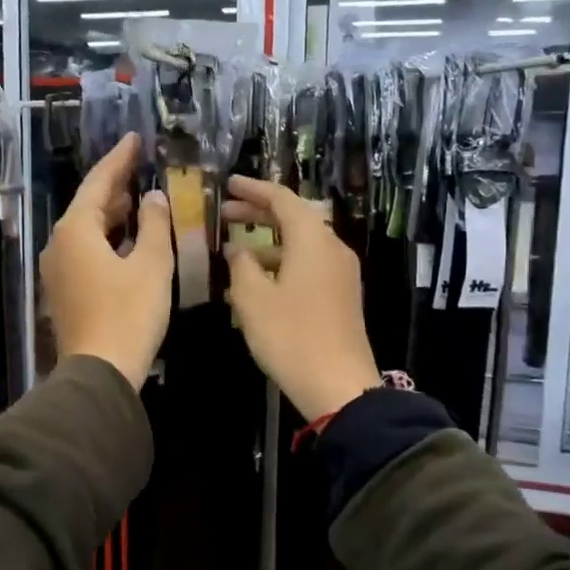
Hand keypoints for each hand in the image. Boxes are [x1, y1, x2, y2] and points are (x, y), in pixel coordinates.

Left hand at [41, 133, 172, 390]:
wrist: (100, 371)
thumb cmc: (129, 313)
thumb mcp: (150, 264)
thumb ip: (153, 224)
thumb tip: (153, 197)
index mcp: (76, 229)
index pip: (99, 182)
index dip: (119, 159)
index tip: (134, 138)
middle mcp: (59, 243)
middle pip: (89, 204)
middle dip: (115, 185)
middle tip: (141, 166)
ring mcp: (58, 269)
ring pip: (86, 229)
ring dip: (112, 213)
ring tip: (138, 197)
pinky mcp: (65, 290)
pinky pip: (85, 250)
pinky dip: (107, 238)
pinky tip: (126, 239)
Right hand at [223, 177, 381, 421]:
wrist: (339, 385)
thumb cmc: (290, 335)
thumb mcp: (253, 298)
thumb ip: (241, 265)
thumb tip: (238, 249)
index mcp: (312, 239)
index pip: (282, 199)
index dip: (253, 189)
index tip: (228, 184)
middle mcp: (332, 248)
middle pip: (294, 218)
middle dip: (259, 213)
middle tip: (226, 213)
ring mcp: (341, 273)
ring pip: (302, 244)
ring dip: (269, 243)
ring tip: (236, 252)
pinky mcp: (342, 295)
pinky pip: (310, 265)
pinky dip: (283, 262)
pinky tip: (259, 281)